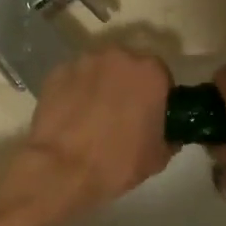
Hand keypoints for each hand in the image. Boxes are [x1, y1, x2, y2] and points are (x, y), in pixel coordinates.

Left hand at [5, 47, 174, 222]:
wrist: (62, 169)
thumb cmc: (118, 162)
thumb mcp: (158, 157)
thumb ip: (170, 136)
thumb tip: (167, 133)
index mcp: (151, 72)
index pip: (161, 77)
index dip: (157, 97)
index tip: (150, 116)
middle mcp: (118, 56)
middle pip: (128, 68)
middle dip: (128, 87)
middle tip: (122, 116)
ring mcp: (83, 62)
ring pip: (99, 71)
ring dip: (100, 86)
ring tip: (93, 117)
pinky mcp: (56, 73)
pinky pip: (73, 80)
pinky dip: (75, 92)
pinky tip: (71, 117)